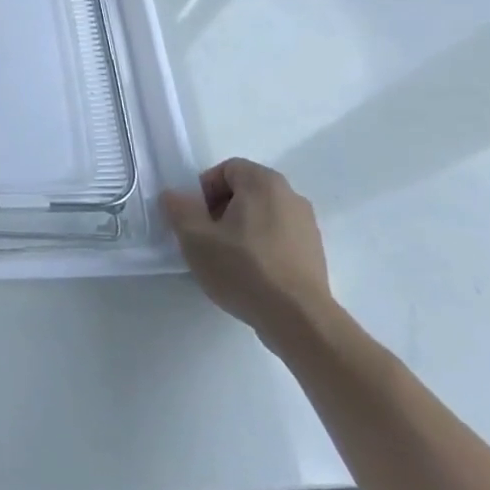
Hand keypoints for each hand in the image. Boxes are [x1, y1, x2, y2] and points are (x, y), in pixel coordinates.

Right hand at [161, 159, 334, 350]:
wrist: (300, 320)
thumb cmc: (243, 268)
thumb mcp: (195, 237)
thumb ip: (178, 208)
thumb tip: (174, 196)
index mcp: (263, 182)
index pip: (226, 169)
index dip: (204, 190)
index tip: (195, 218)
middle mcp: (290, 196)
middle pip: (245, 192)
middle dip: (220, 210)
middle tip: (205, 238)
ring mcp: (307, 226)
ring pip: (261, 216)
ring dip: (240, 230)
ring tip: (226, 260)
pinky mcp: (315, 254)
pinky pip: (278, 239)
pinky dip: (261, 248)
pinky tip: (250, 275)